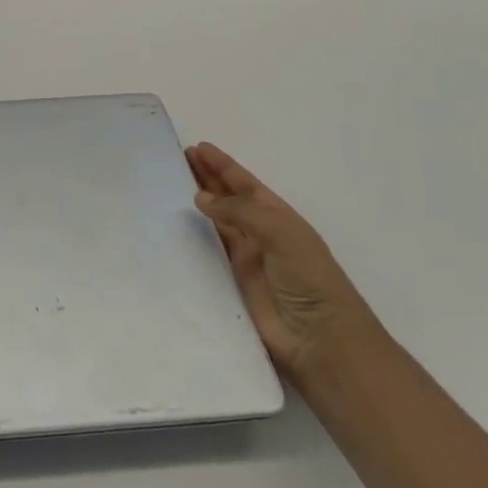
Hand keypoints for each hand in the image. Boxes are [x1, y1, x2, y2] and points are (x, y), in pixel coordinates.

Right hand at [187, 142, 380, 382]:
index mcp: (278, 217)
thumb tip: (200, 197)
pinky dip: (191, 238)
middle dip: (206, 178)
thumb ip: (240, 212)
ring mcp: (244, 259)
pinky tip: (171, 228)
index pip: (245, 184)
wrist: (319, 339)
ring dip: (196, 205)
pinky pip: (206, 253)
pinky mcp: (229, 282)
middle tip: (177, 160)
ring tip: (168, 186)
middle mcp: (260, 233)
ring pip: (214, 223)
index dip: (222, 166)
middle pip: (227, 199)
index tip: (197, 148)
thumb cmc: (309, 278)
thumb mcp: (281, 233)